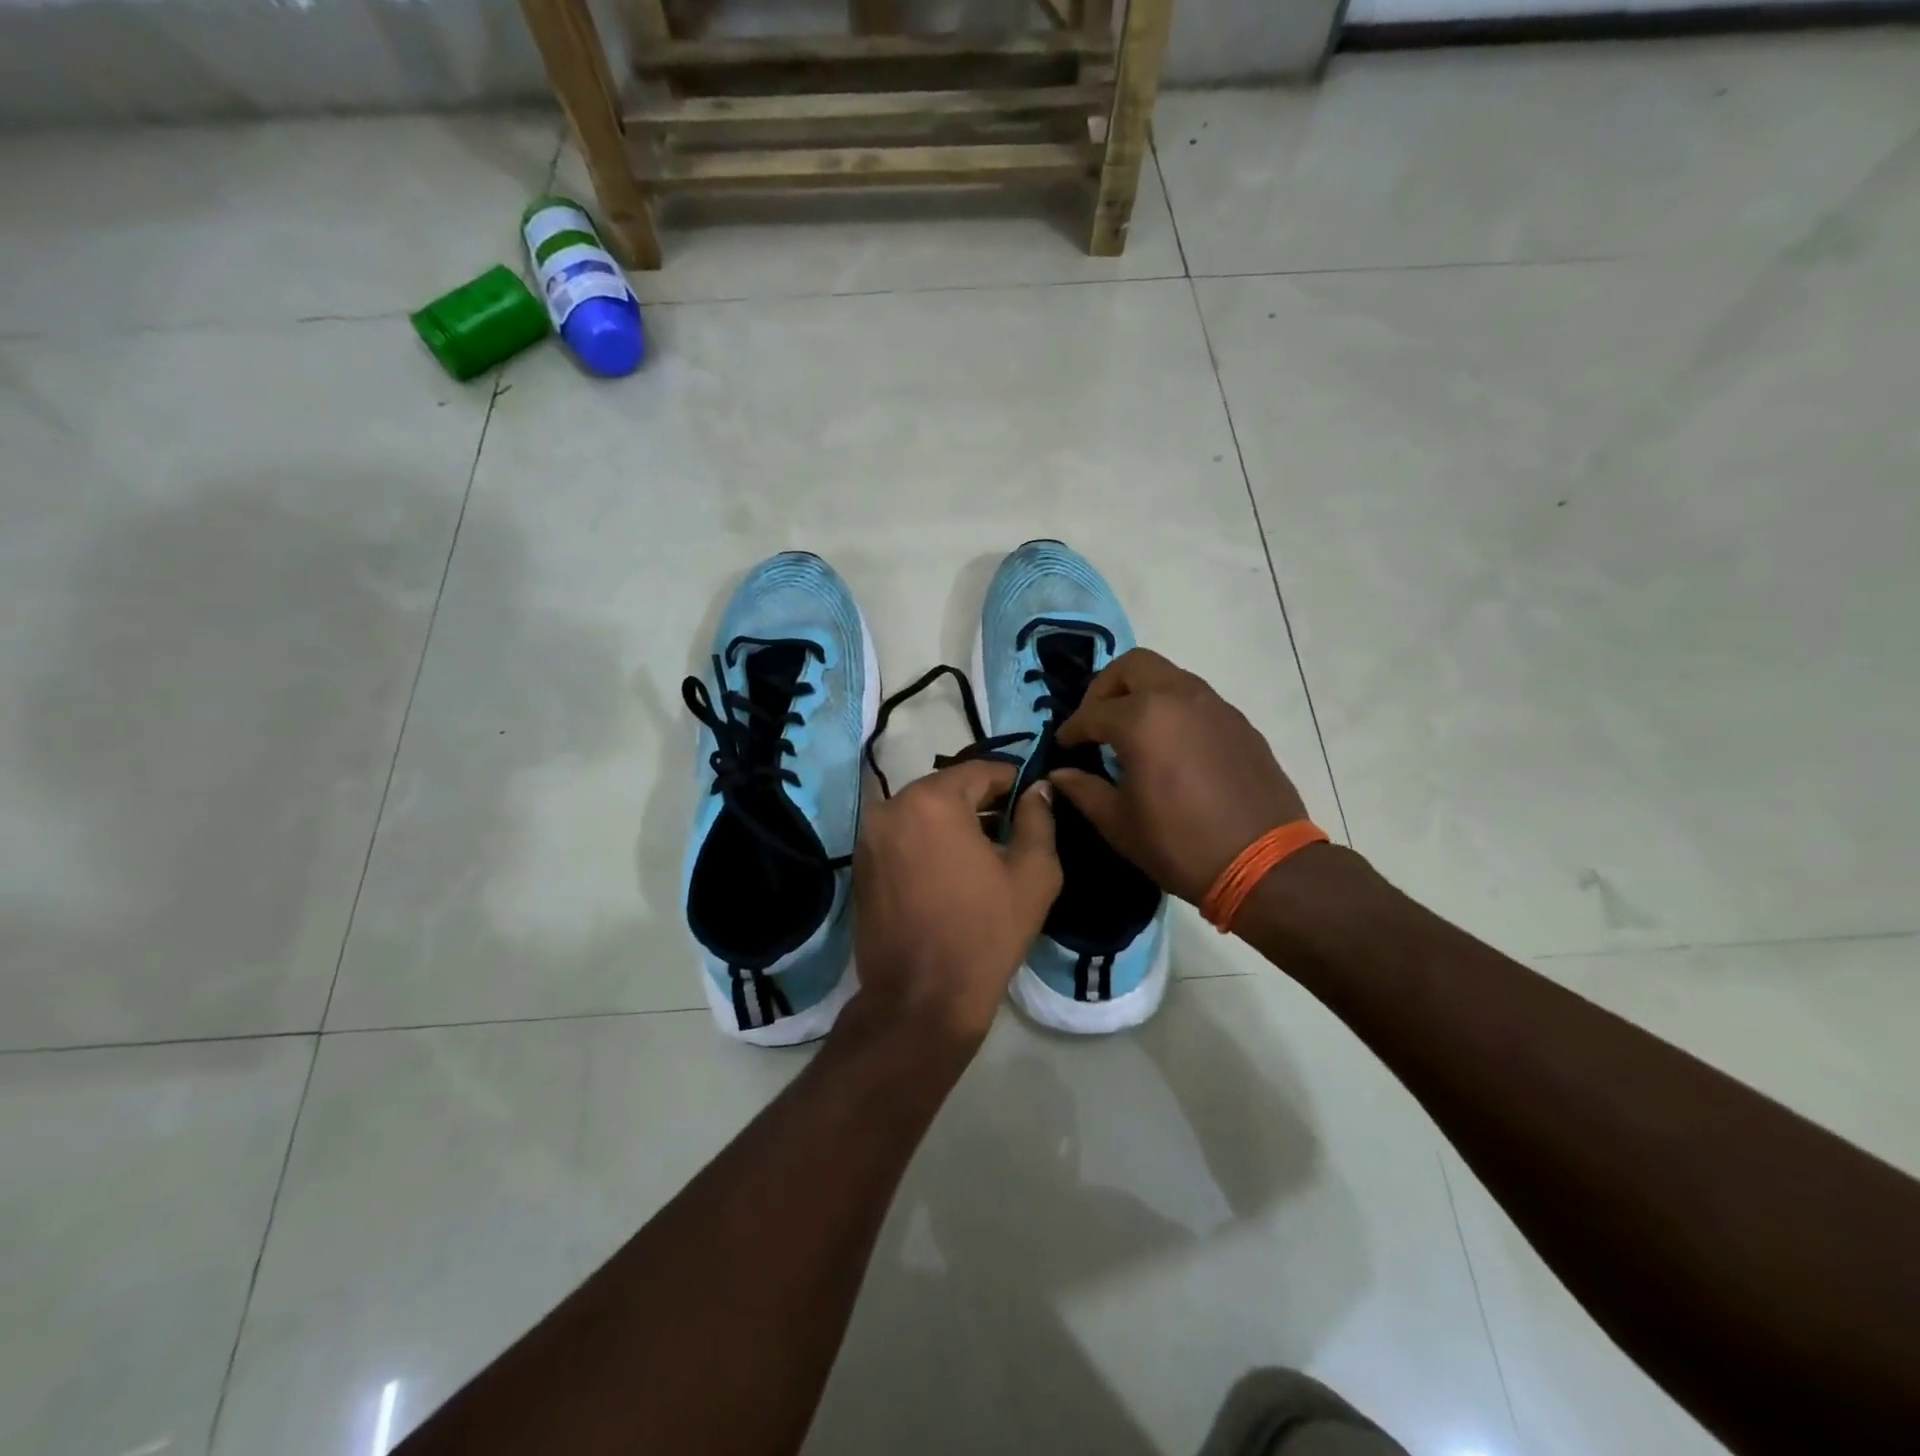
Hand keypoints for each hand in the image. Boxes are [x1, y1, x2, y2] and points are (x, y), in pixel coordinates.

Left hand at [853, 760, 1061, 1044]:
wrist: (920, 1000)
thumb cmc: (984, 933)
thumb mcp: (1033, 874)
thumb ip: (1038, 820)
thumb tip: (1039, 790)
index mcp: (931, 800)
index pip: (981, 771)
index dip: (1014, 782)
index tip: (1034, 800)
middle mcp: (891, 806)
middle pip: (947, 788)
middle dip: (982, 801)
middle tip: (1013, 828)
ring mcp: (869, 836)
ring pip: (922, 811)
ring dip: (953, 821)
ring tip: (985, 852)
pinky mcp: (860, 864)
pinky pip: (902, 835)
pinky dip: (927, 840)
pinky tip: (950, 870)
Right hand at [1051, 648, 1307, 904]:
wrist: (1264, 865)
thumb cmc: (1179, 844)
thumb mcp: (1118, 823)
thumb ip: (1083, 790)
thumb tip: (1059, 775)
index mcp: (1142, 719)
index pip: (1093, 712)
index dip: (1072, 729)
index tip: (1064, 745)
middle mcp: (1179, 697)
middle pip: (1132, 666)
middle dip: (1106, 688)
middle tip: (1096, 721)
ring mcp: (1215, 706)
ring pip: (1168, 676)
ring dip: (1142, 693)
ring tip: (1132, 732)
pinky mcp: (1239, 723)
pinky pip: (1196, 699)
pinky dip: (1173, 709)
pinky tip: (1170, 747)